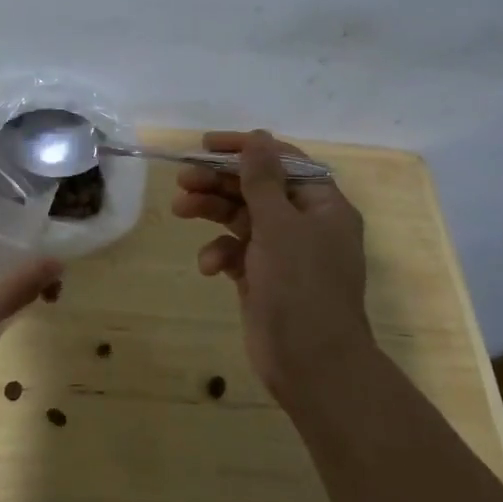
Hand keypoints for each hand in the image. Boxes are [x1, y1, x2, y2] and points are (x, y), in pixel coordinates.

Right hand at [171, 130, 373, 401]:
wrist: (312, 364)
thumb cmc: (301, 286)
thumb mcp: (279, 225)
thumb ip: (262, 179)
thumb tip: (257, 137)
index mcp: (322, 205)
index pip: (283, 161)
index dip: (246, 149)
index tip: (207, 145)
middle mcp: (305, 224)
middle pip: (257, 188)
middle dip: (219, 182)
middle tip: (183, 179)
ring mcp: (283, 253)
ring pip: (241, 218)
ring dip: (212, 211)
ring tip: (180, 209)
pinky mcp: (263, 278)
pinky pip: (237, 252)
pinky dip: (220, 253)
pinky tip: (209, 266)